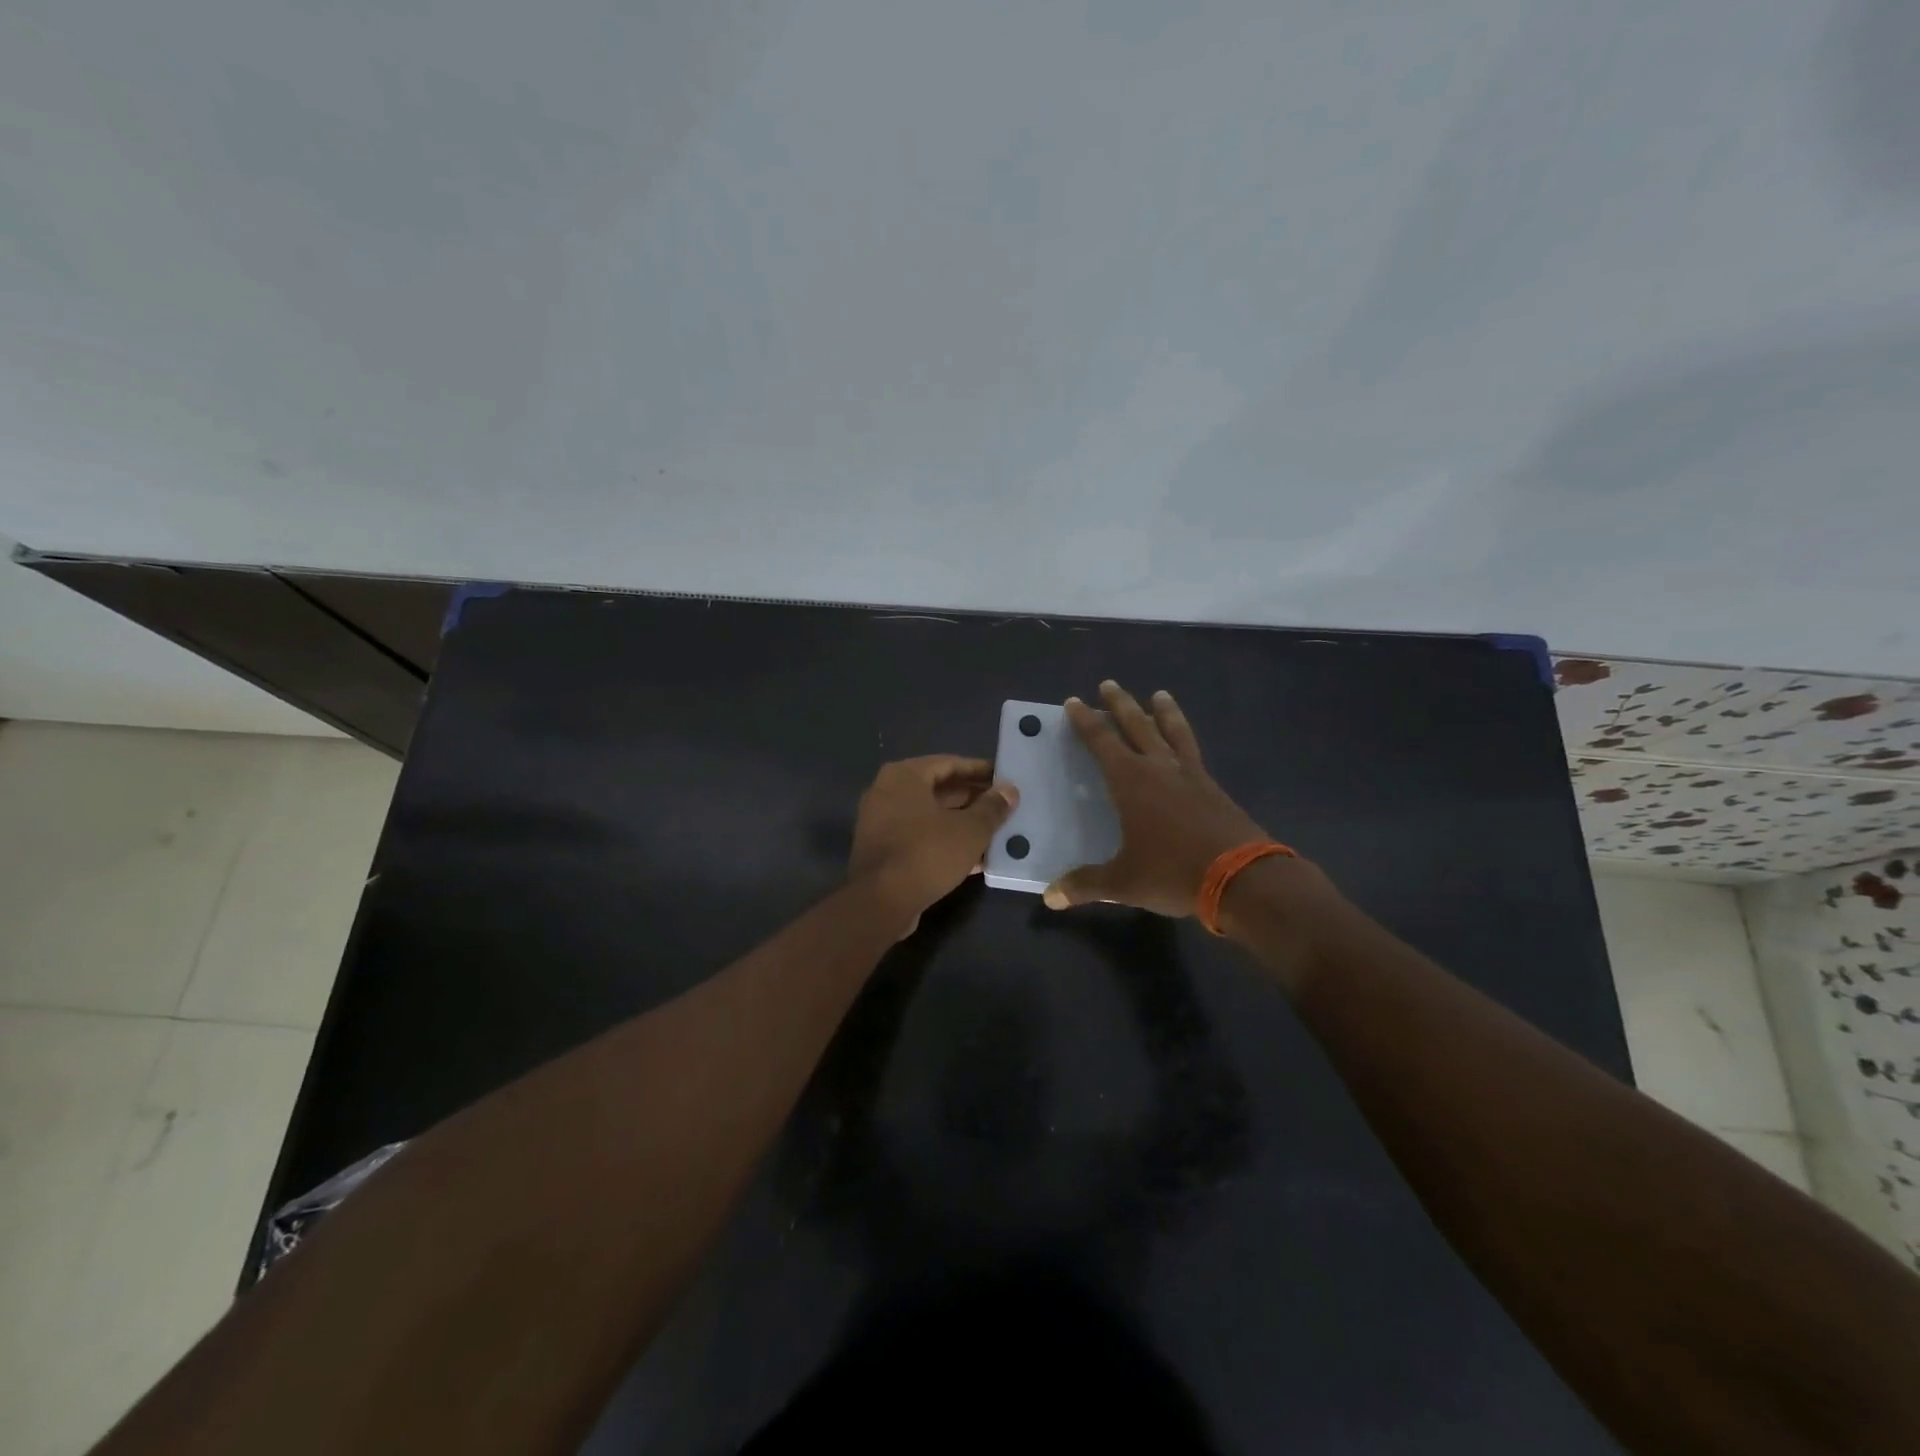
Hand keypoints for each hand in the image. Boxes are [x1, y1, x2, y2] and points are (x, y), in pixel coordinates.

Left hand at [849, 756, 1018, 935]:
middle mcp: (887, 792)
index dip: (979, 770)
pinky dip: (945, 841)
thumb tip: (1010, 791)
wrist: (881, 903)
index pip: (949, 763)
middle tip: (1003, 806)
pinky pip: (920, 837)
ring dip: (961, 822)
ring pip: (930, 816)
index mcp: (904, 776)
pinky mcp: (882, 850)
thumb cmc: (927, 853)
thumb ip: (992, 808)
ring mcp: (881, 822)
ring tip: (995, 831)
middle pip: (938, 789)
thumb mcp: (970, 830)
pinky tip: (976, 858)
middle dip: (972, 798)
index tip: (1004, 778)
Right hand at [1044, 681, 1268, 917]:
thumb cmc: (1173, 873)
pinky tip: (1185, 746)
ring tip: (1160, 695)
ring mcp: (1191, 775)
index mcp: (1131, 781)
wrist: (1243, 878)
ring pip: (1173, 732)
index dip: (1085, 722)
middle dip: (1120, 705)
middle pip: (1137, 726)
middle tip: (1109, 685)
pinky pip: (1193, 752)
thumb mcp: (1123, 882)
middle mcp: (1159, 768)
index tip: (1074, 702)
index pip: (1101, 742)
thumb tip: (1050, 897)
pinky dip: (1185, 739)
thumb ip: (1085, 885)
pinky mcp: (1214, 788)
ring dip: (1163, 712)